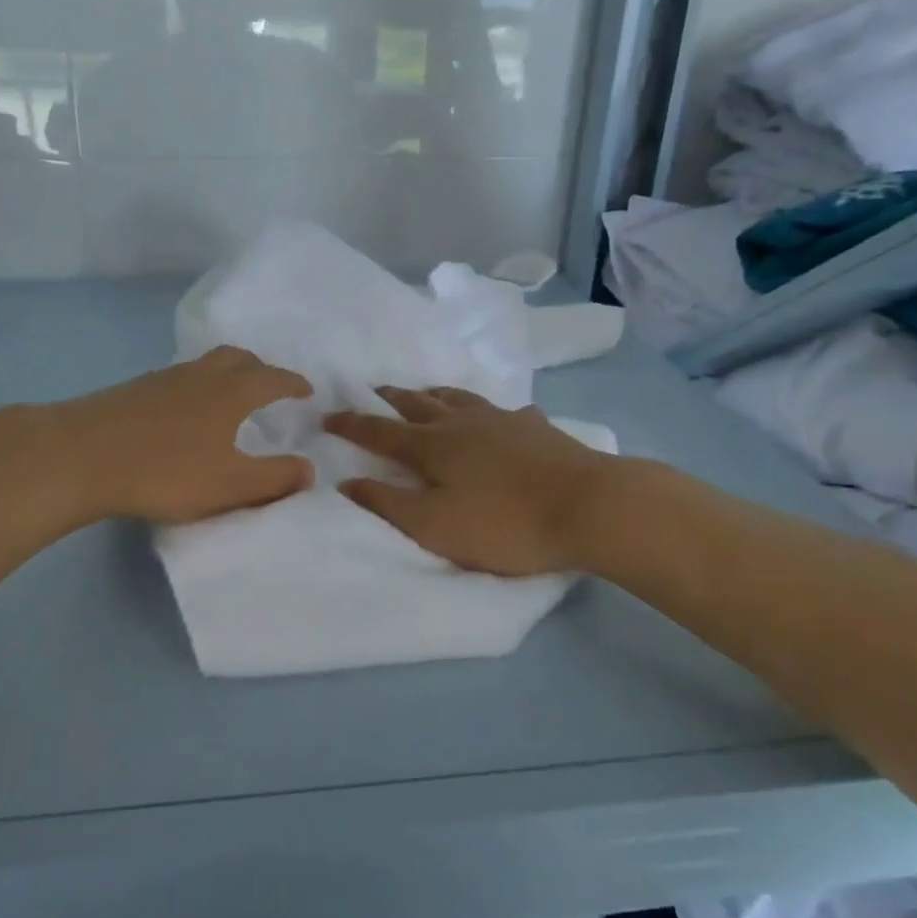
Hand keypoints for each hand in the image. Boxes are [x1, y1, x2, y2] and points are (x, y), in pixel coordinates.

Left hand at [52, 346, 314, 524]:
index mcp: (231, 392)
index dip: (293, 383)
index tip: (307, 390)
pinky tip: (185, 412)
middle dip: (261, 368)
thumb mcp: (230, 484)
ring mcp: (164, 378)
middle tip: (270, 387)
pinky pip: (180, 378)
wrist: (81, 456)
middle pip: (238, 358)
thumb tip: (310, 469)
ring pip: (206, 365)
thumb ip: (274, 478)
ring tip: (230, 398)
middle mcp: (201, 375)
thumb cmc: (165, 471)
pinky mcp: (135, 390)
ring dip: (227, 373)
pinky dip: (197, 386)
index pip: (273, 378)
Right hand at [325, 386, 607, 575]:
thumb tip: (346, 481)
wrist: (589, 506)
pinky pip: (504, 412)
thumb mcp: (435, 525)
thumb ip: (388, 504)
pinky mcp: (536, 427)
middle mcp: (463, 423)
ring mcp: (502, 420)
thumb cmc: (505, 523)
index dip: (352, 425)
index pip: (380, 432)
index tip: (328, 416)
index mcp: (433, 446)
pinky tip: (501, 418)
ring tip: (426, 393)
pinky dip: (490, 412)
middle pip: (419, 404)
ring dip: (435, 394)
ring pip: (460, 399)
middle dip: (392, 399)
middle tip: (376, 391)